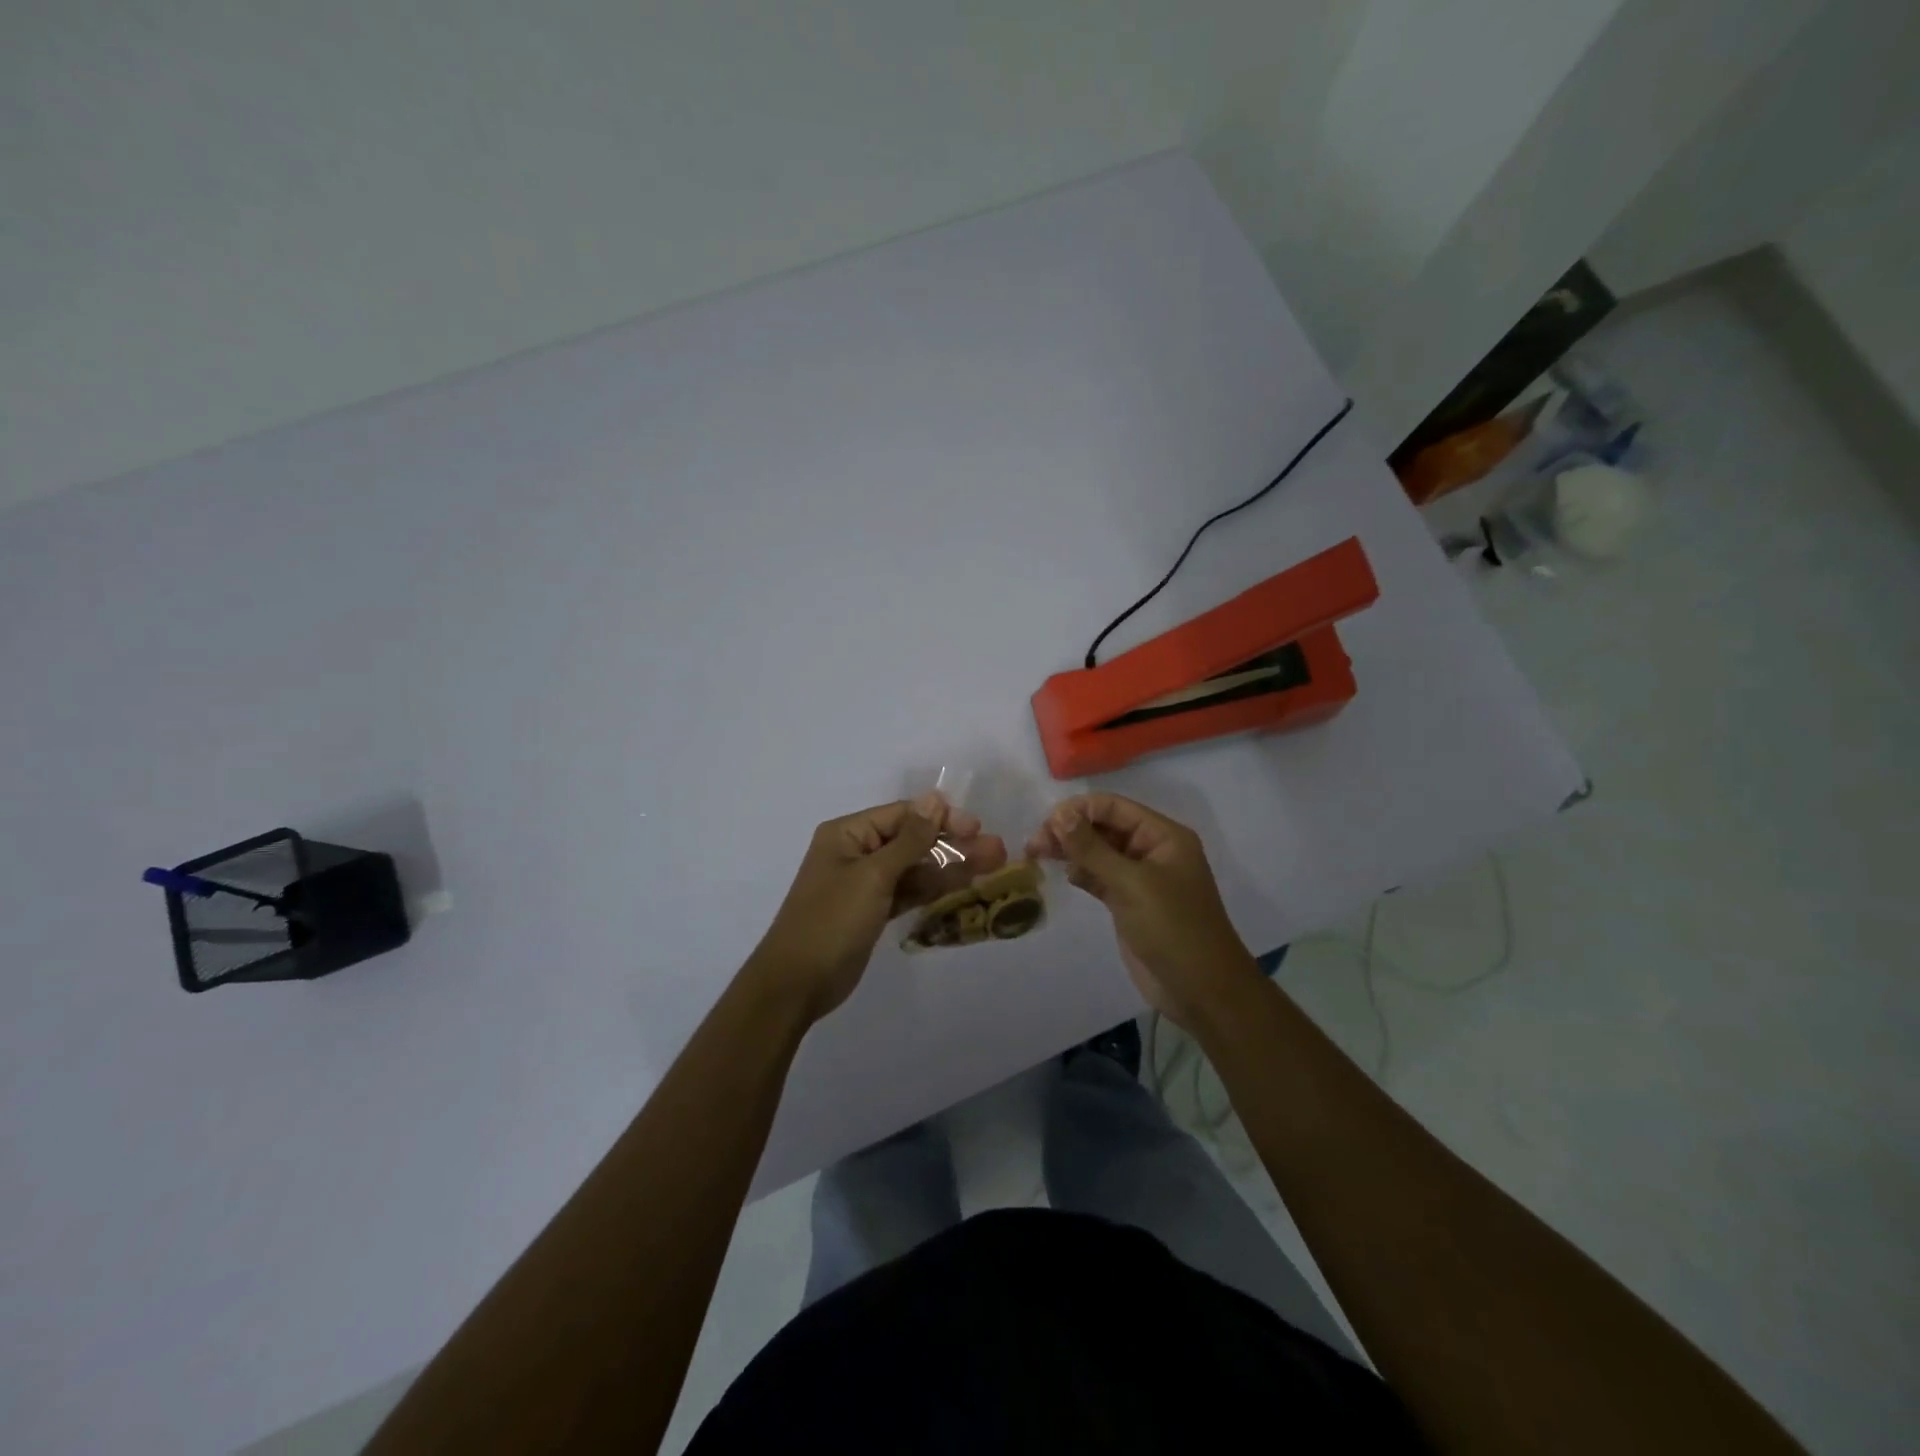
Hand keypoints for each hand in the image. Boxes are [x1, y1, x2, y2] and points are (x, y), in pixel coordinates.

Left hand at [749, 793, 1007, 1018]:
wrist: (797, 984)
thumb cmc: (831, 921)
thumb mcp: (873, 876)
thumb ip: (909, 839)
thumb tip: (934, 798)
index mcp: (847, 834)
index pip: (902, 815)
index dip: (940, 819)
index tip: (976, 828)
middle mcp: (856, 852)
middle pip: (912, 840)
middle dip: (952, 845)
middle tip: (995, 851)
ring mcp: (864, 884)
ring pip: (914, 868)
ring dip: (949, 867)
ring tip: (991, 866)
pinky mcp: (872, 911)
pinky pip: (907, 891)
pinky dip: (933, 889)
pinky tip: (964, 886)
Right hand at [1027, 793, 1257, 1026]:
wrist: (1201, 990)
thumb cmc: (1173, 929)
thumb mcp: (1131, 884)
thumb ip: (1092, 848)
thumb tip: (1059, 815)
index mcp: (1163, 836)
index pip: (1114, 807)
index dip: (1079, 810)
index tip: (1045, 824)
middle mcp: (1152, 850)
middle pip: (1104, 827)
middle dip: (1070, 830)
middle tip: (1035, 844)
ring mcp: (1140, 878)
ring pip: (1098, 852)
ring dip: (1071, 850)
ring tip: (1037, 855)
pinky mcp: (1128, 902)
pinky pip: (1099, 877)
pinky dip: (1081, 873)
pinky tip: (1063, 874)